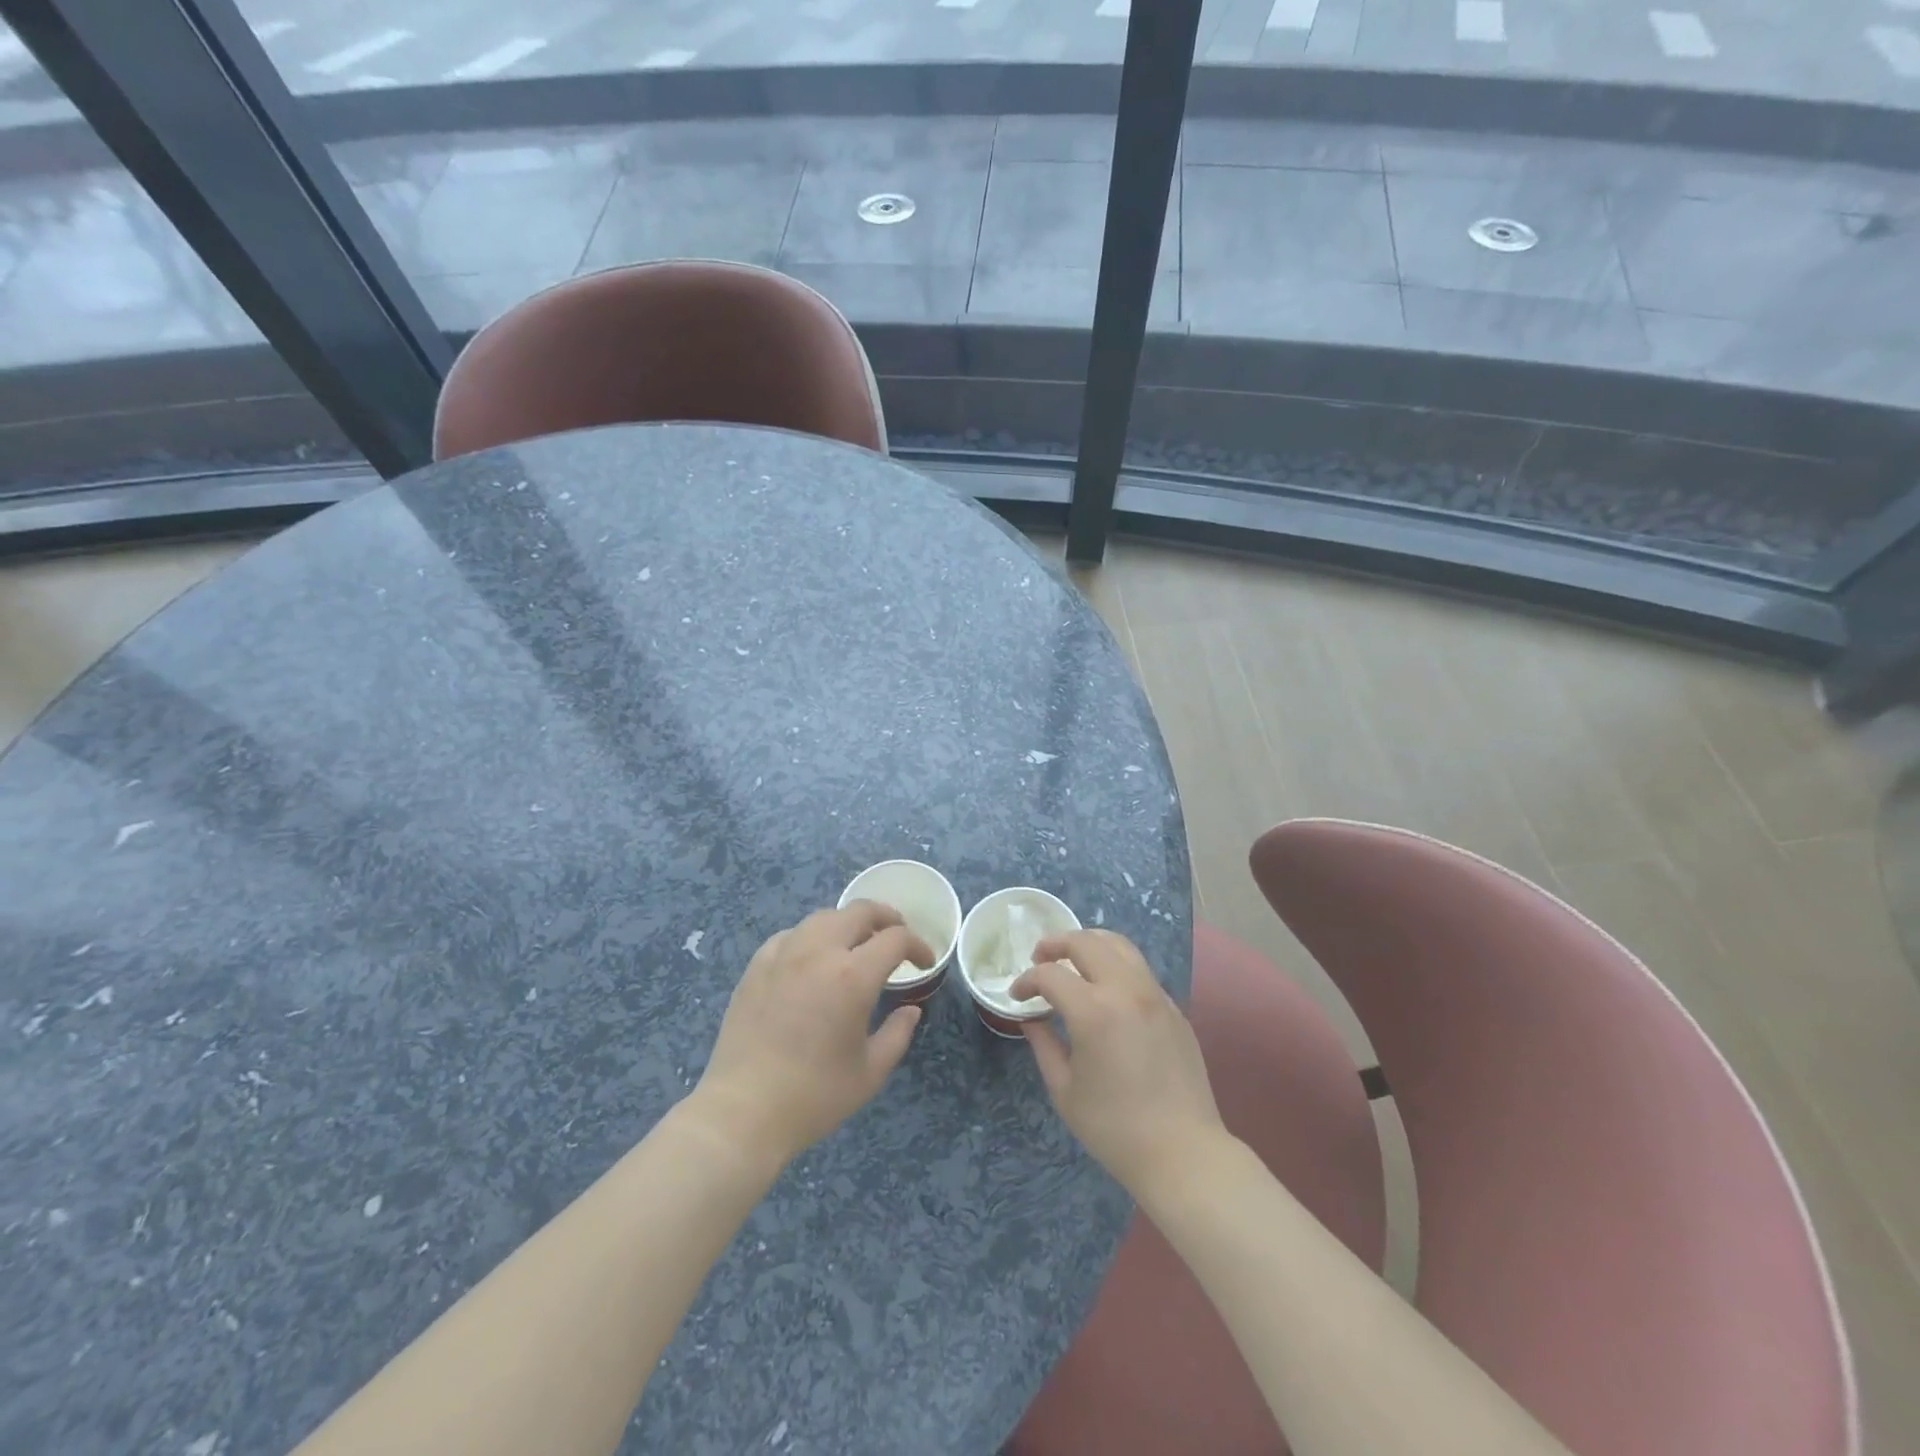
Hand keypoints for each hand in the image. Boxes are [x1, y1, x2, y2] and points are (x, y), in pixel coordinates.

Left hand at [691, 902, 932, 1166]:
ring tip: (857, 944)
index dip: (917, 945)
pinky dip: (812, 937)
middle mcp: (819, 952)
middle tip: (897, 937)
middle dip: (886, 918)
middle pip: (860, 911)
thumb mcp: (870, 1072)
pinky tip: (812, 958)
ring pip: (824, 917)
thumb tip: (911, 1009)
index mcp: (853, 976)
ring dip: (848, 923)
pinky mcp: (757, 966)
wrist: (743, 1111)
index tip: (923, 961)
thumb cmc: (814, 1096)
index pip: (895, 939)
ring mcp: (784, 954)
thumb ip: (898, 1034)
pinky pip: (791, 935)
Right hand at [1011, 929, 1225, 1197]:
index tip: (1016, 995)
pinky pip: (1140, 970)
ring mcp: (1155, 995)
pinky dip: (1115, 965)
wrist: (1183, 1153)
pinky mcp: (1173, 1008)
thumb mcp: (1065, 1090)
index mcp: (1093, 1011)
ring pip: (1119, 945)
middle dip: (1056, 944)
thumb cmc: (1115, 1129)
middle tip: (1039, 958)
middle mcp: (1126, 991)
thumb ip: (1044, 1045)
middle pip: (1086, 942)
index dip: (1027, 980)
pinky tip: (1106, 989)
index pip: (1051, 975)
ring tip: (1072, 959)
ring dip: (1089, 944)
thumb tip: (1032, 1018)